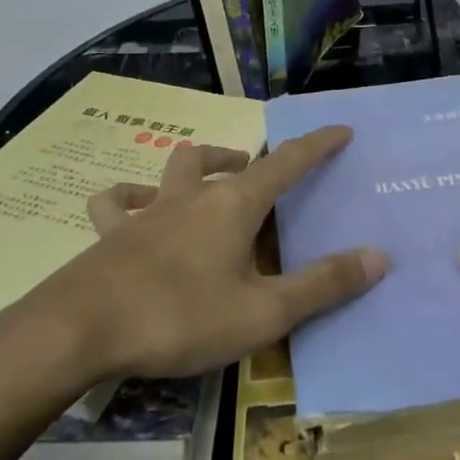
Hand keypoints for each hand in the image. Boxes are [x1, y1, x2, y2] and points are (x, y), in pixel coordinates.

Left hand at [39, 127, 386, 379]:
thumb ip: (322, 285)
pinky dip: (129, 198)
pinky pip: (116, 203)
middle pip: (221, 159)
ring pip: (172, 169)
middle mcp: (190, 196)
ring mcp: (146, 212)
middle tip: (261, 174)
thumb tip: (379, 256)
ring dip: (196, 166)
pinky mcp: (109, 235)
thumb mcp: (263, 312)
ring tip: (208, 179)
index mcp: (232, 205)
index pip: (286, 163)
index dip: (316, 145)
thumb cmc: (180, 317)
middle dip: (248, 158)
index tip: (340, 129)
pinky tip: (133, 207)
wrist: (80, 330)